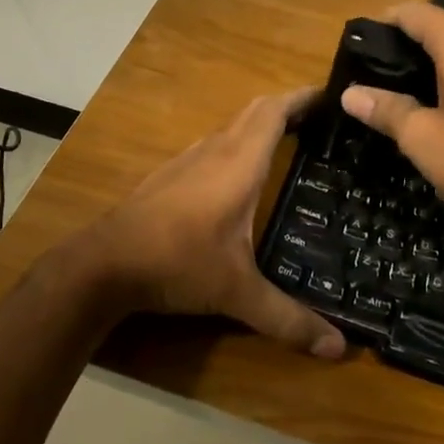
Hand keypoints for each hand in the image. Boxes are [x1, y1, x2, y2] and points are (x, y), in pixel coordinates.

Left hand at [75, 88, 345, 358]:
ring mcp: (189, 158)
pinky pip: (215, 145)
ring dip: (261, 126)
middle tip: (322, 122)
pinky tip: (242, 177)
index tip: (333, 95)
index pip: (275, 111)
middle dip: (288, 107)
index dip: (303, 97)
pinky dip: (239, 145)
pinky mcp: (171, 173)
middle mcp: (216, 149)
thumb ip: (287, 318)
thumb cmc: (178, 261)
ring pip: (233, 126)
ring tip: (291, 144)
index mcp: (239, 161)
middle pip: (256, 110)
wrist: (105, 262)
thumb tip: (338, 348)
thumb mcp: (237, 292)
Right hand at [338, 3, 443, 267]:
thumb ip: (385, 109)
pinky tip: (442, 109)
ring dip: (431, 65)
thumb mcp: (422, 137)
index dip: (381, 25)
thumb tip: (350, 95)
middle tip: (374, 80)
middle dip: (404, 48)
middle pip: (435, 27)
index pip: (410, 12)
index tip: (358, 49)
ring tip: (402, 97)